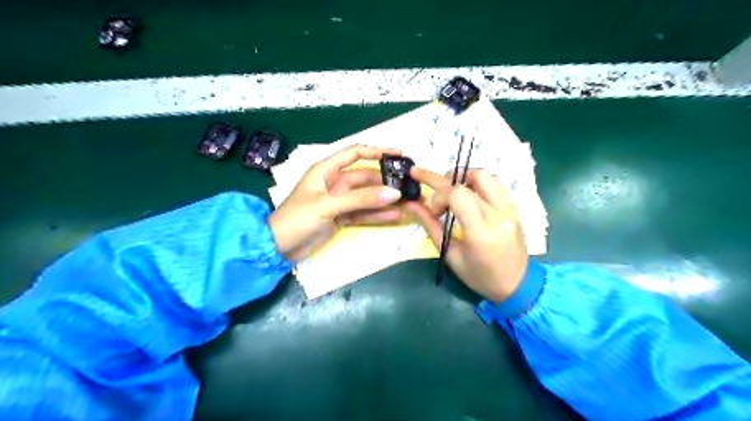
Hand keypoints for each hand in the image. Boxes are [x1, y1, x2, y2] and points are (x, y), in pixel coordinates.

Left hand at [270, 146, 404, 261]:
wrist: (278, 247)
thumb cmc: (297, 218)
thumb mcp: (328, 205)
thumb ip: (361, 199)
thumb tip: (393, 193)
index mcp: (326, 170)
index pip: (354, 154)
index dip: (376, 151)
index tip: (398, 154)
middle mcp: (334, 183)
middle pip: (365, 178)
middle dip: (385, 181)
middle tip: (408, 186)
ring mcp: (339, 202)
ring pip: (366, 197)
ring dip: (384, 200)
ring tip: (407, 202)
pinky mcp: (341, 218)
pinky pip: (363, 214)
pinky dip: (377, 215)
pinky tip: (395, 217)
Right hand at [405, 166, 527, 302]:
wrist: (516, 285)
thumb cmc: (479, 276)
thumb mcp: (450, 255)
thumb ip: (431, 226)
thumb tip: (411, 204)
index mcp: (481, 232)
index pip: (458, 194)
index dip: (439, 195)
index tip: (433, 210)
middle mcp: (498, 215)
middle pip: (471, 178)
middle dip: (443, 179)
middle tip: (430, 185)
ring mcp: (510, 209)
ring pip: (486, 175)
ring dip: (464, 176)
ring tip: (451, 189)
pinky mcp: (514, 207)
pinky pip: (497, 183)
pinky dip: (478, 182)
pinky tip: (469, 194)